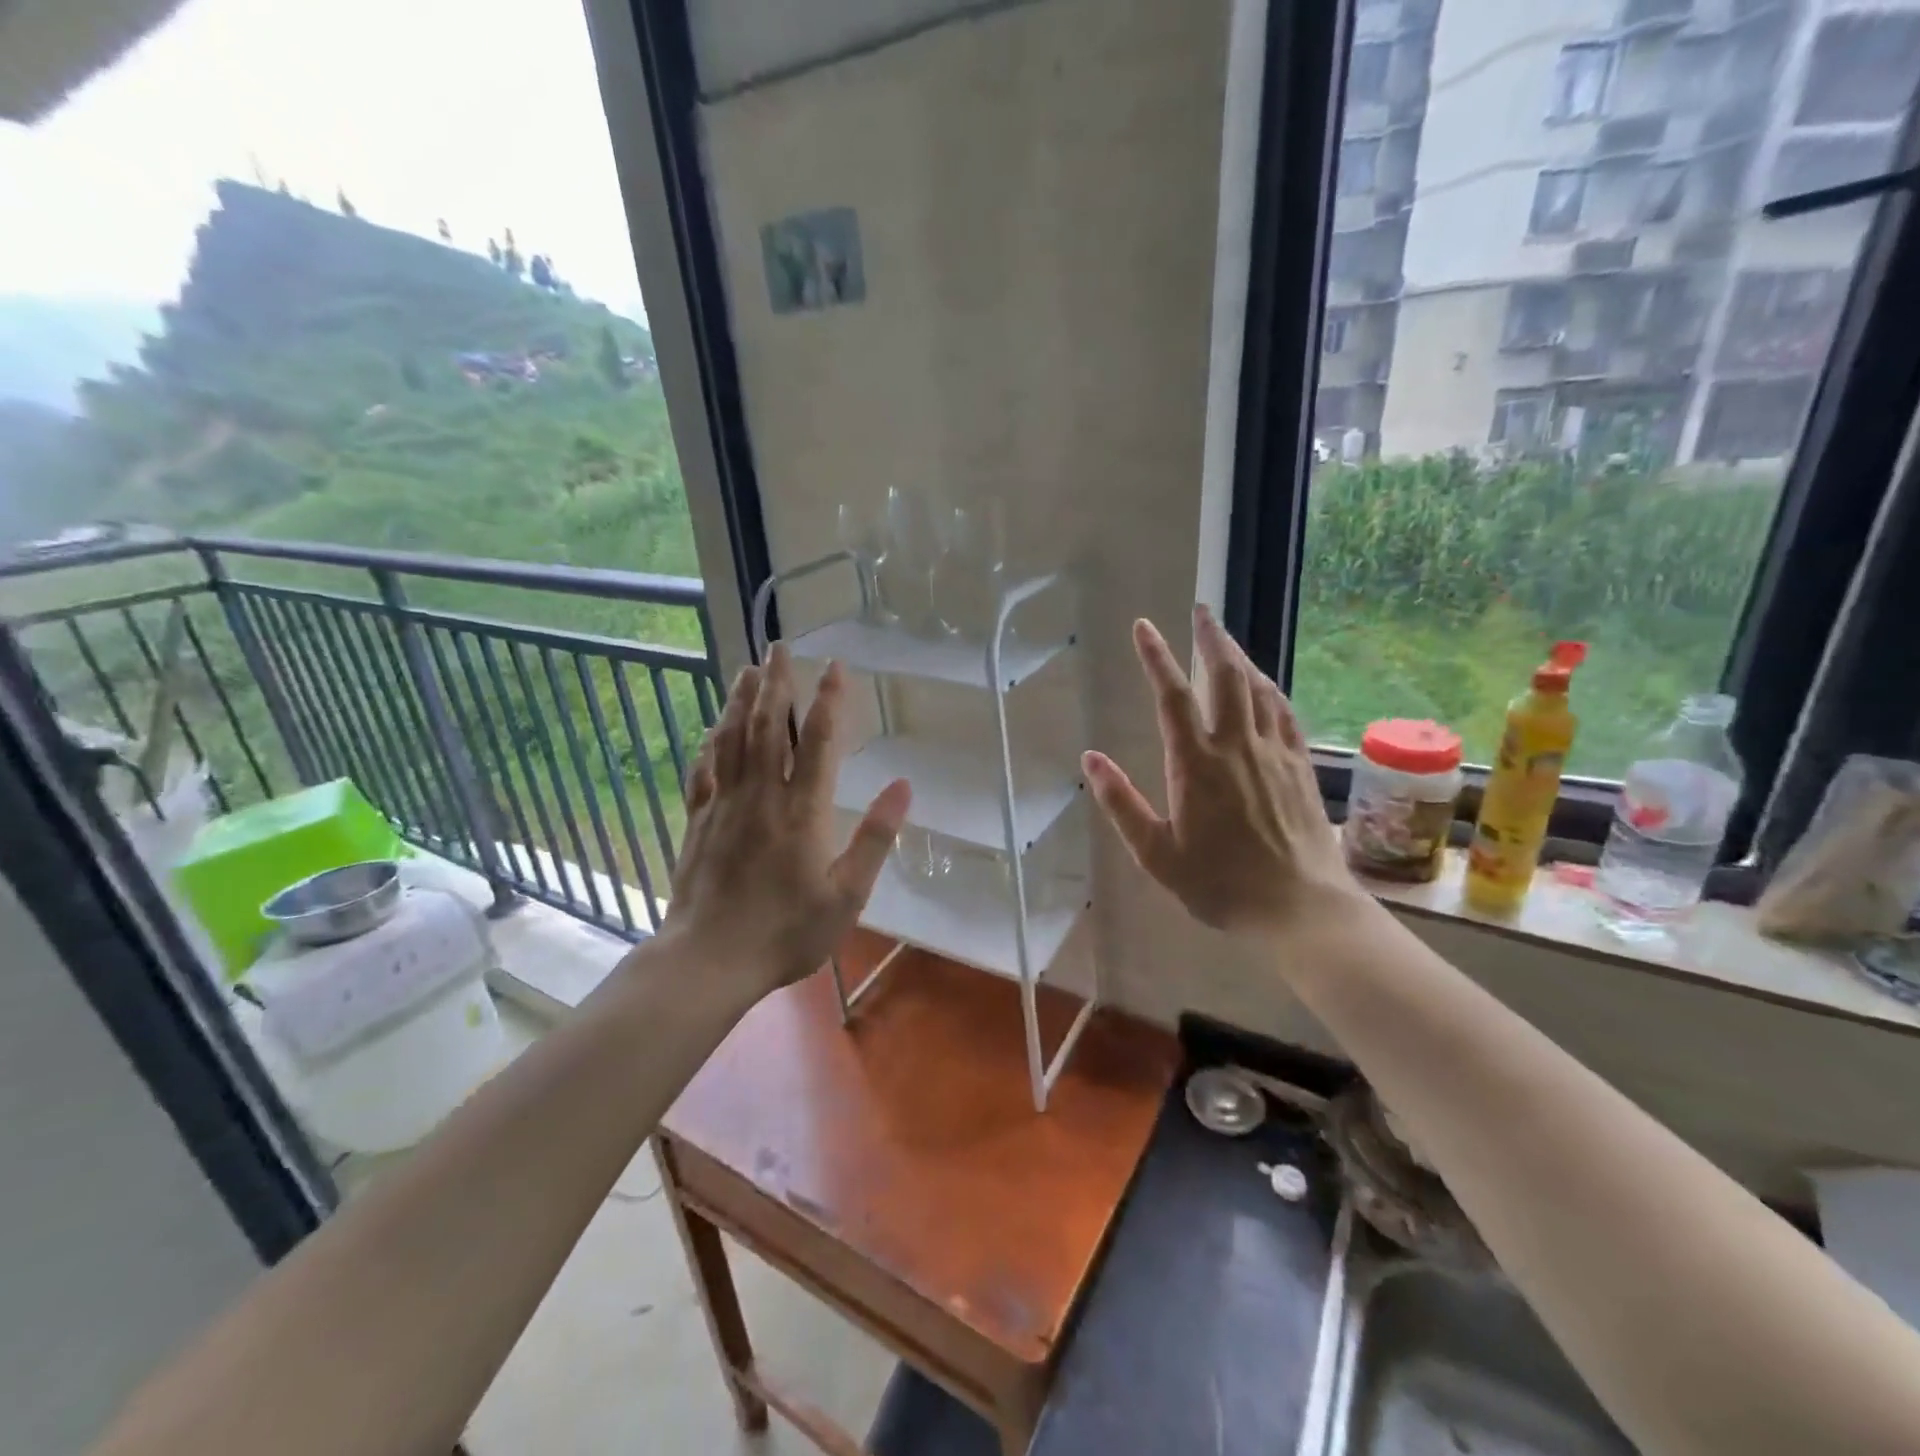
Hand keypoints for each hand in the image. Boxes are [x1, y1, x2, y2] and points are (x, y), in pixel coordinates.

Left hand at [661, 645, 910, 999]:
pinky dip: (710, 743)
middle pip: (768, 726)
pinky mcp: (698, 821)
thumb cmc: (786, 932)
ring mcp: (724, 805)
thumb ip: (875, 838)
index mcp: (802, 811)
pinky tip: (712, 729)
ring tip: (747, 669)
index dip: (829, 700)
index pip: (818, 741)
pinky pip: (703, 770)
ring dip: (740, 700)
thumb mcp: (847, 895)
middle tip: (779, 646)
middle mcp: (761, 796)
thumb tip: (903, 786)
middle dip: (776, 683)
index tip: (835, 667)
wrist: (709, 960)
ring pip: (732, 739)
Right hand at [1082, 605, 1365, 937]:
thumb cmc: (1220, 884)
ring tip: (1226, 640)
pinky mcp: (1301, 766)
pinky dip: (1270, 689)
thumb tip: (1091, 759)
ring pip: (1259, 689)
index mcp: (1197, 764)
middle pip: (1225, 677)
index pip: (1172, 697)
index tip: (1143, 626)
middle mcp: (1237, 747)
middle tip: (1200, 611)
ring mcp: (1274, 753)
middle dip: (1210, 639)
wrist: (1300, 907)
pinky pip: (1285, 713)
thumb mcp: (1156, 854)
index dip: (1155, 657)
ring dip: (1240, 657)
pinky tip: (1265, 686)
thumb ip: (1121, 804)